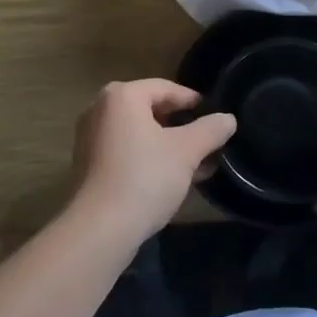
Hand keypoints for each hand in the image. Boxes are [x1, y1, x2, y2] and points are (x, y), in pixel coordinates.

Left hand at [71, 80, 235, 244]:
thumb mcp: (186, 151)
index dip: (192, 100)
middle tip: (207, 141)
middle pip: (150, 109)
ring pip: (139, 133)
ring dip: (168, 145)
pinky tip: (171, 179)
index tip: (213, 114)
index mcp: (122, 96)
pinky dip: (148, 158)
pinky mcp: (88, 165)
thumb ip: (210, 130)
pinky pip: (125, 151)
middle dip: (181, 126)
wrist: (100, 228)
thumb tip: (228, 118)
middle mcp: (100, 109)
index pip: (165, 88)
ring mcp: (90, 138)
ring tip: (196, 164)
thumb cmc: (145, 177)